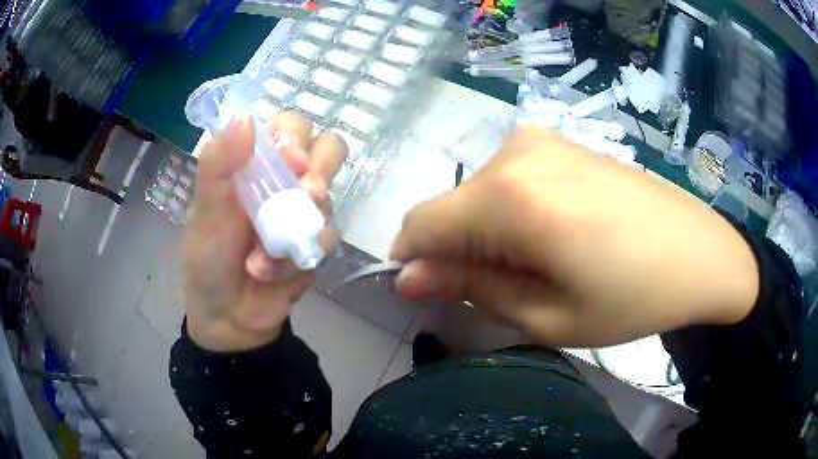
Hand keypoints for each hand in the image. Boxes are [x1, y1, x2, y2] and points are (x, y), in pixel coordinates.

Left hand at [183, 112, 345, 351]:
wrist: (228, 317)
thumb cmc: (207, 260)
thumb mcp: (204, 211)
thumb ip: (218, 164)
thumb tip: (244, 117)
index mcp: (255, 165)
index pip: (290, 126)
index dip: (296, 136)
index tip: (289, 158)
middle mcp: (285, 181)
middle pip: (328, 149)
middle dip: (320, 168)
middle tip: (306, 191)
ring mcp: (304, 212)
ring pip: (330, 194)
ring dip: (299, 223)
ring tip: (266, 251)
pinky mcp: (317, 243)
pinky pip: (328, 237)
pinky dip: (296, 257)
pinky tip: (270, 273)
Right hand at [391, 127, 758, 347]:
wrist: (699, 252)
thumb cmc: (631, 297)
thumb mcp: (546, 314)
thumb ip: (469, 287)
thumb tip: (407, 276)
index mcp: (510, 195)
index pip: (421, 223)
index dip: (413, 261)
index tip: (432, 294)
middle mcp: (516, 150)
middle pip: (450, 207)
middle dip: (458, 252)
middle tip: (509, 290)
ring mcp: (540, 139)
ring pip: (478, 193)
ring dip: (487, 233)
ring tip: (542, 263)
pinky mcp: (560, 140)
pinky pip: (508, 179)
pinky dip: (511, 212)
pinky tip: (558, 233)